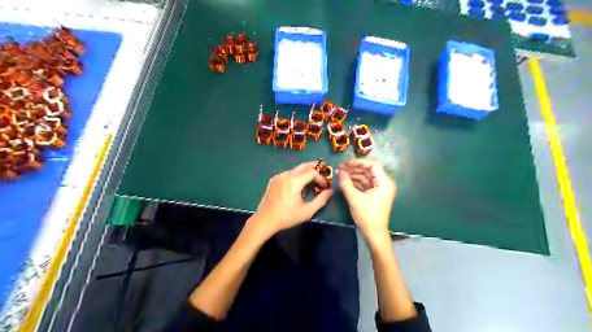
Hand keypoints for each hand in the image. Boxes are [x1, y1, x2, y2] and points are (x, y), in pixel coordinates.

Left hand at [249, 160, 332, 237]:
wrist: (265, 220)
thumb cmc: (287, 217)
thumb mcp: (307, 211)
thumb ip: (321, 200)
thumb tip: (330, 191)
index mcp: (294, 181)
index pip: (312, 172)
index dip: (320, 177)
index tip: (324, 186)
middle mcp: (286, 175)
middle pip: (303, 166)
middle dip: (314, 167)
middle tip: (323, 169)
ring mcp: (278, 176)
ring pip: (295, 169)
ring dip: (305, 172)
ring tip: (310, 181)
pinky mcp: (273, 180)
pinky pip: (288, 174)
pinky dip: (295, 176)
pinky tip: (297, 185)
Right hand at [338, 159, 396, 239]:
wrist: (374, 233)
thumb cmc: (367, 216)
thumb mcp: (354, 199)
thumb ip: (346, 183)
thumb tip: (340, 171)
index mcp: (384, 183)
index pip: (373, 165)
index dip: (359, 162)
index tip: (346, 164)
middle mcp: (384, 183)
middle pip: (369, 169)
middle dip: (354, 168)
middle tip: (340, 168)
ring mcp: (380, 188)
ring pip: (366, 176)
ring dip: (354, 174)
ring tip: (340, 173)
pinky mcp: (376, 193)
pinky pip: (366, 183)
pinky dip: (356, 181)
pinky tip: (346, 180)